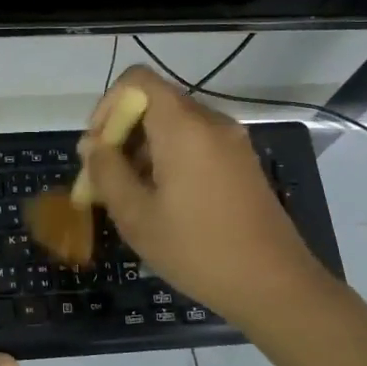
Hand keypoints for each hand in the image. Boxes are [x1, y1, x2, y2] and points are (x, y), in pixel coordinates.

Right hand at [81, 66, 333, 331]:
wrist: (274, 285)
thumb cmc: (197, 250)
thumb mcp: (137, 216)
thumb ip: (107, 172)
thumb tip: (92, 145)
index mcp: (183, 127)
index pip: (137, 80)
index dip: (108, 105)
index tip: (97, 147)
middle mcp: (210, 122)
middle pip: (154, 103)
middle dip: (121, 134)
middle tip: (104, 179)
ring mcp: (231, 141)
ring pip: (173, 125)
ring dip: (143, 150)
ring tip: (129, 197)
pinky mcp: (241, 162)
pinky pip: (195, 143)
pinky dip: (169, 159)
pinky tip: (162, 202)